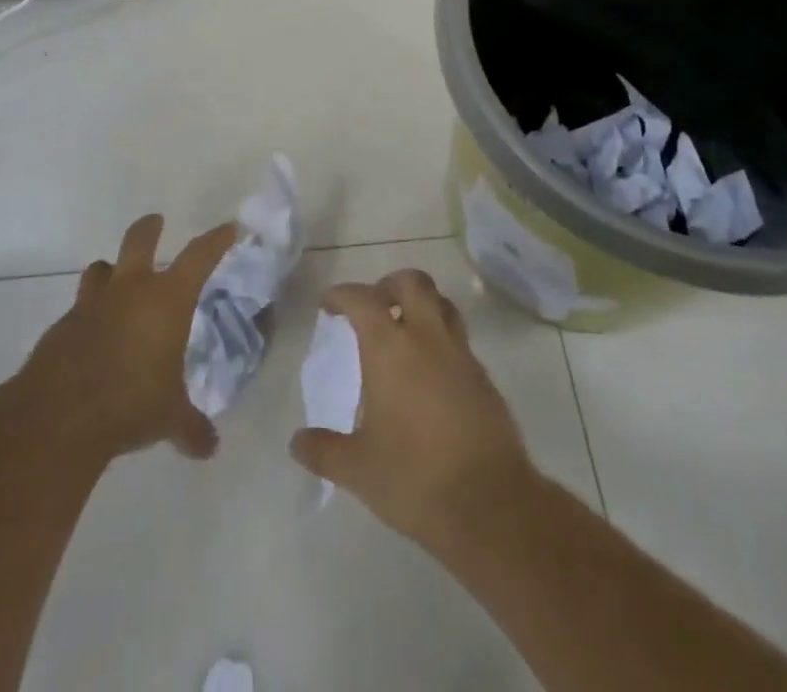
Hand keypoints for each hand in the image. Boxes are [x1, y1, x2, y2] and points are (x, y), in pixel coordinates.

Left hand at [9, 215, 236, 464]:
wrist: (58, 417)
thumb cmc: (130, 403)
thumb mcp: (168, 418)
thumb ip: (191, 427)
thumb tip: (210, 448)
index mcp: (166, 299)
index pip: (199, 256)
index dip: (215, 240)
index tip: (227, 228)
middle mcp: (129, 290)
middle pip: (139, 239)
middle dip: (149, 228)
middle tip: (155, 222)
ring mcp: (91, 305)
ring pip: (100, 269)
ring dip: (110, 270)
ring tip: (115, 278)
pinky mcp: (61, 327)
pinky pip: (79, 309)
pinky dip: (88, 315)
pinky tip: (92, 338)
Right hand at [290, 268, 534, 545]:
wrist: (490, 504)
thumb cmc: (415, 478)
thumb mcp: (358, 469)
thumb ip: (324, 451)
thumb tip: (296, 443)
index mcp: (391, 348)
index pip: (362, 299)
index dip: (342, 295)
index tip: (329, 306)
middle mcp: (427, 338)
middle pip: (413, 282)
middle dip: (389, 285)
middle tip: (373, 307)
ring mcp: (461, 354)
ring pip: (442, 303)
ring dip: (421, 304)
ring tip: (404, 330)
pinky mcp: (483, 377)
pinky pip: (459, 339)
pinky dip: (441, 339)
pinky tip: (430, 373)